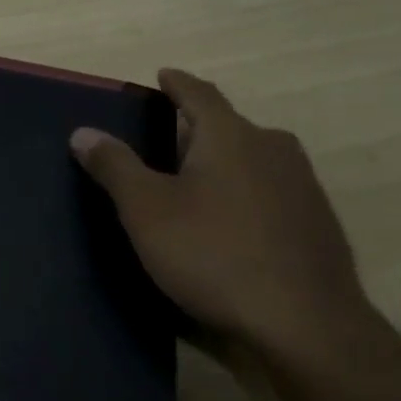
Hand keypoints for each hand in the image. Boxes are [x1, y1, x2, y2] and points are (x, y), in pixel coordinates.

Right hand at [71, 69, 380, 370]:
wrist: (305, 325)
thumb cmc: (213, 254)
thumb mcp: (146, 210)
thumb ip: (114, 166)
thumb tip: (83, 131)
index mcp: (231, 136)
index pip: (199, 94)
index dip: (177, 83)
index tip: (163, 75)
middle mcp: (273, 149)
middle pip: (228, 126)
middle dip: (196, 129)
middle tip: (163, 143)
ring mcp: (302, 186)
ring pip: (252, 159)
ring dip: (222, 162)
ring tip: (192, 183)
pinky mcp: (316, 223)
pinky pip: (270, 191)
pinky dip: (243, 193)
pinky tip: (228, 223)